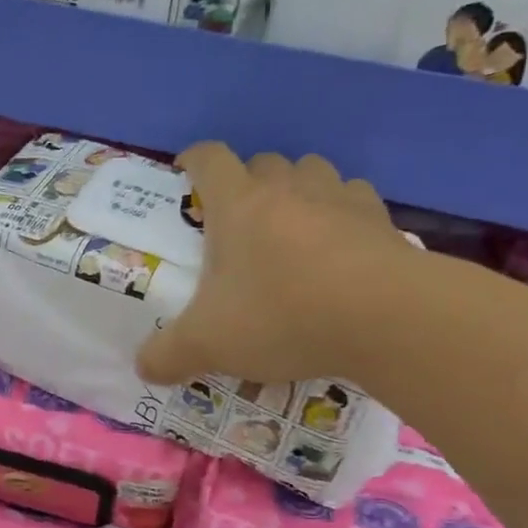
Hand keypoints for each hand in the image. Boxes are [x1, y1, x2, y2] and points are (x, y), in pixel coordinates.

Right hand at [136, 142, 411, 386]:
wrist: (385, 318)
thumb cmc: (282, 316)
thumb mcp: (209, 344)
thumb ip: (168, 355)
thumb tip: (142, 368)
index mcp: (238, 205)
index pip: (209, 159)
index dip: (193, 160)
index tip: (185, 174)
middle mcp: (286, 189)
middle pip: (262, 162)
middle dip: (246, 182)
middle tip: (239, 223)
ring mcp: (338, 198)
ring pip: (311, 171)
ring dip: (296, 190)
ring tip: (292, 228)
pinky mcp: (380, 218)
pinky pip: (354, 198)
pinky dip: (341, 213)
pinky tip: (341, 246)